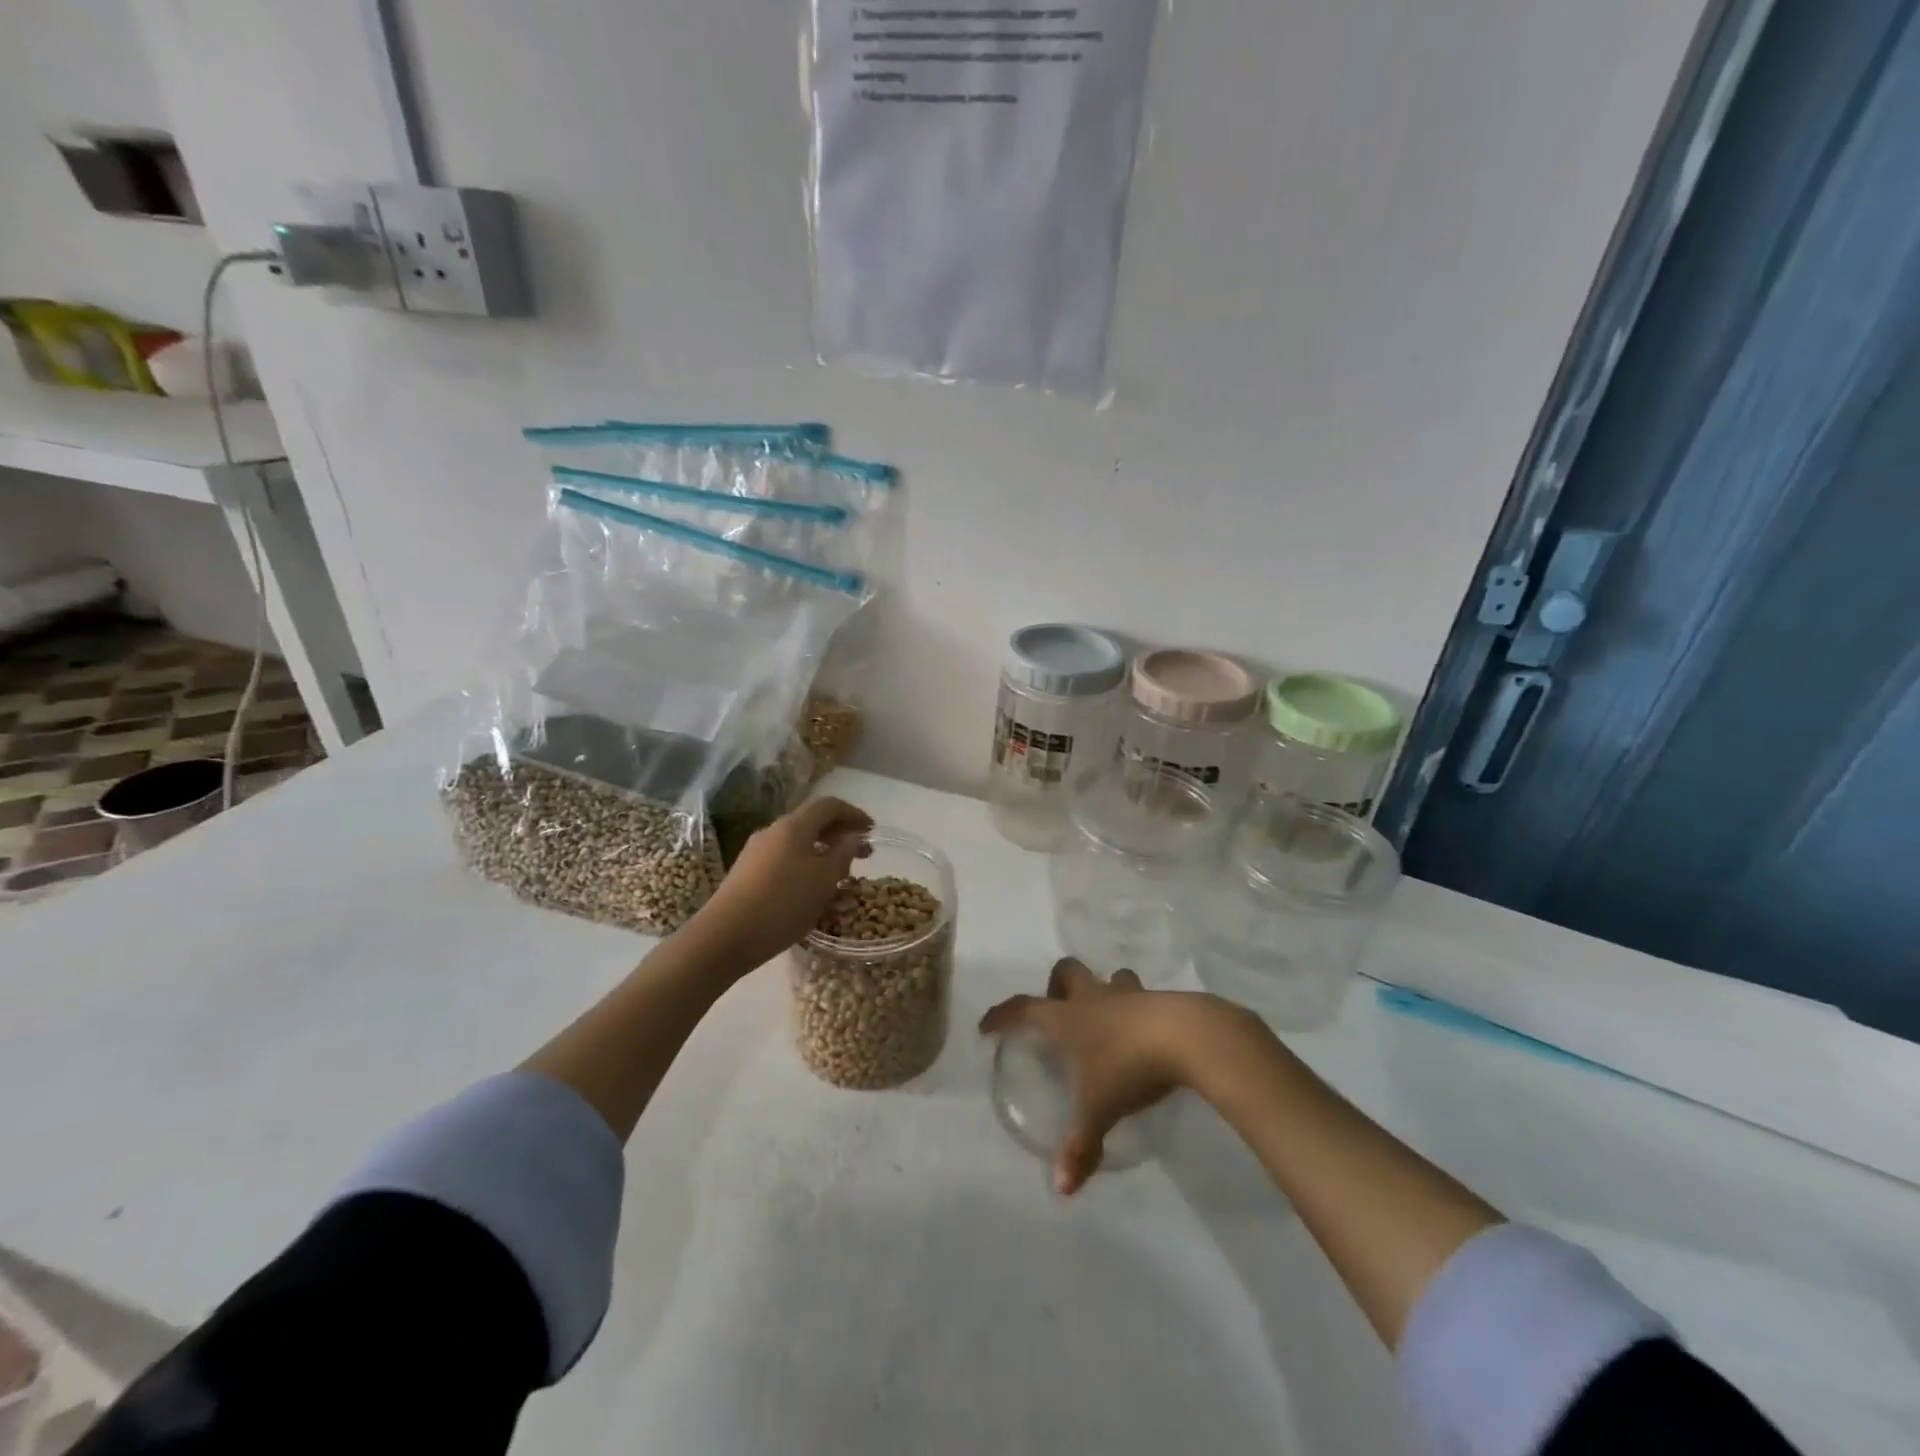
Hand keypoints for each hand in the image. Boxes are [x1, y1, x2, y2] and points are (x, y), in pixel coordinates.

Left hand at [688, 796, 873, 971]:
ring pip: (797, 842)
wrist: (724, 937)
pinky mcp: (746, 873)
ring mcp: (755, 852)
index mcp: (793, 826)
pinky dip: (805, 864)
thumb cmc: (782, 904)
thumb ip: (842, 855)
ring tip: (840, 873)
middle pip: (812, 822)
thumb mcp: (823, 880)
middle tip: (863, 854)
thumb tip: (852, 837)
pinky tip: (810, 888)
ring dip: (822, 851)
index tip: (872, 830)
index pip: (829, 805)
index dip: (854, 813)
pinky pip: (784, 858)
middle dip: (840, 834)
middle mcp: (772, 831)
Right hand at [981, 958, 1221, 1195]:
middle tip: (1058, 1012)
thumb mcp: (1100, 1109)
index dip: (1002, 1016)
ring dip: (1104, 991)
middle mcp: (1093, 998)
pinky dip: (1136, 1010)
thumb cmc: (1129, 1066)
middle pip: (1067, 972)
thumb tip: (1061, 1188)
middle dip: (1057, 985)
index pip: (1023, 1009)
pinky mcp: (1160, 1000)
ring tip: (1106, 1019)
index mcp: (1068, 1018)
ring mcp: (1129, 995)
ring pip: (1109, 978)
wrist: (1187, 1037)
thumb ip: (1080, 1146)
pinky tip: (1144, 1035)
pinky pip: (1141, 997)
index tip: (987, 1026)